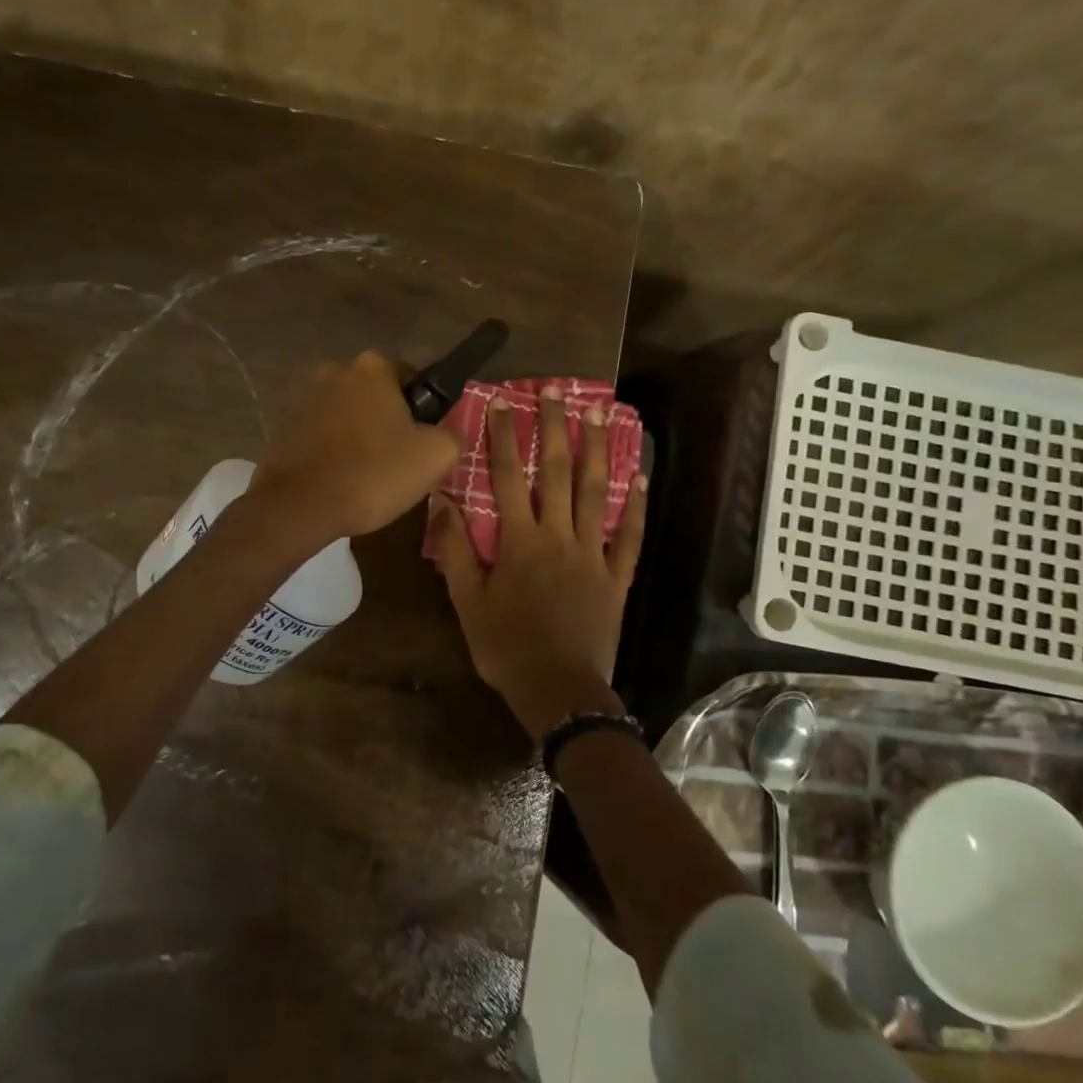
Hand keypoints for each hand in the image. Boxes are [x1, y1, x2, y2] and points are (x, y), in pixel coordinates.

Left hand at [251, 351, 460, 542]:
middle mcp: (335, 371)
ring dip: (360, 437)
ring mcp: (305, 399)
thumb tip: (443, 433)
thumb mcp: (436, 455)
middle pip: (377, 396)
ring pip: (348, 416)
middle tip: (400, 462)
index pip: (412, 379)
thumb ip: (451, 434)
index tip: (423, 442)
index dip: (423, 411)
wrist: (299, 506)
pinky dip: (334, 452)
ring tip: (368, 477)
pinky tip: (341, 481)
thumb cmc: (374, 473)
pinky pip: (323, 435)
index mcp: (373, 367)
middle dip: (389, 422)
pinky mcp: (285, 428)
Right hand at [429, 385, 645, 738]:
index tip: (502, 402)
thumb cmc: (506, 648)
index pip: (506, 478)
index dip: (502, 437)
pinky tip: (640, 478)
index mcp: (520, 542)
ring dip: (597, 451)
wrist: (559, 692)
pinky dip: (635, 507)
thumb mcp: (467, 602)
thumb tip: (442, 501)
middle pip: (556, 472)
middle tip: (557, 390)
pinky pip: (629, 536)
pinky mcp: (617, 577)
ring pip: (596, 493)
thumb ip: (456, 550)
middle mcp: (558, 536)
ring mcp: (593, 554)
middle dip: (554, 428)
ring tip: (601, 413)